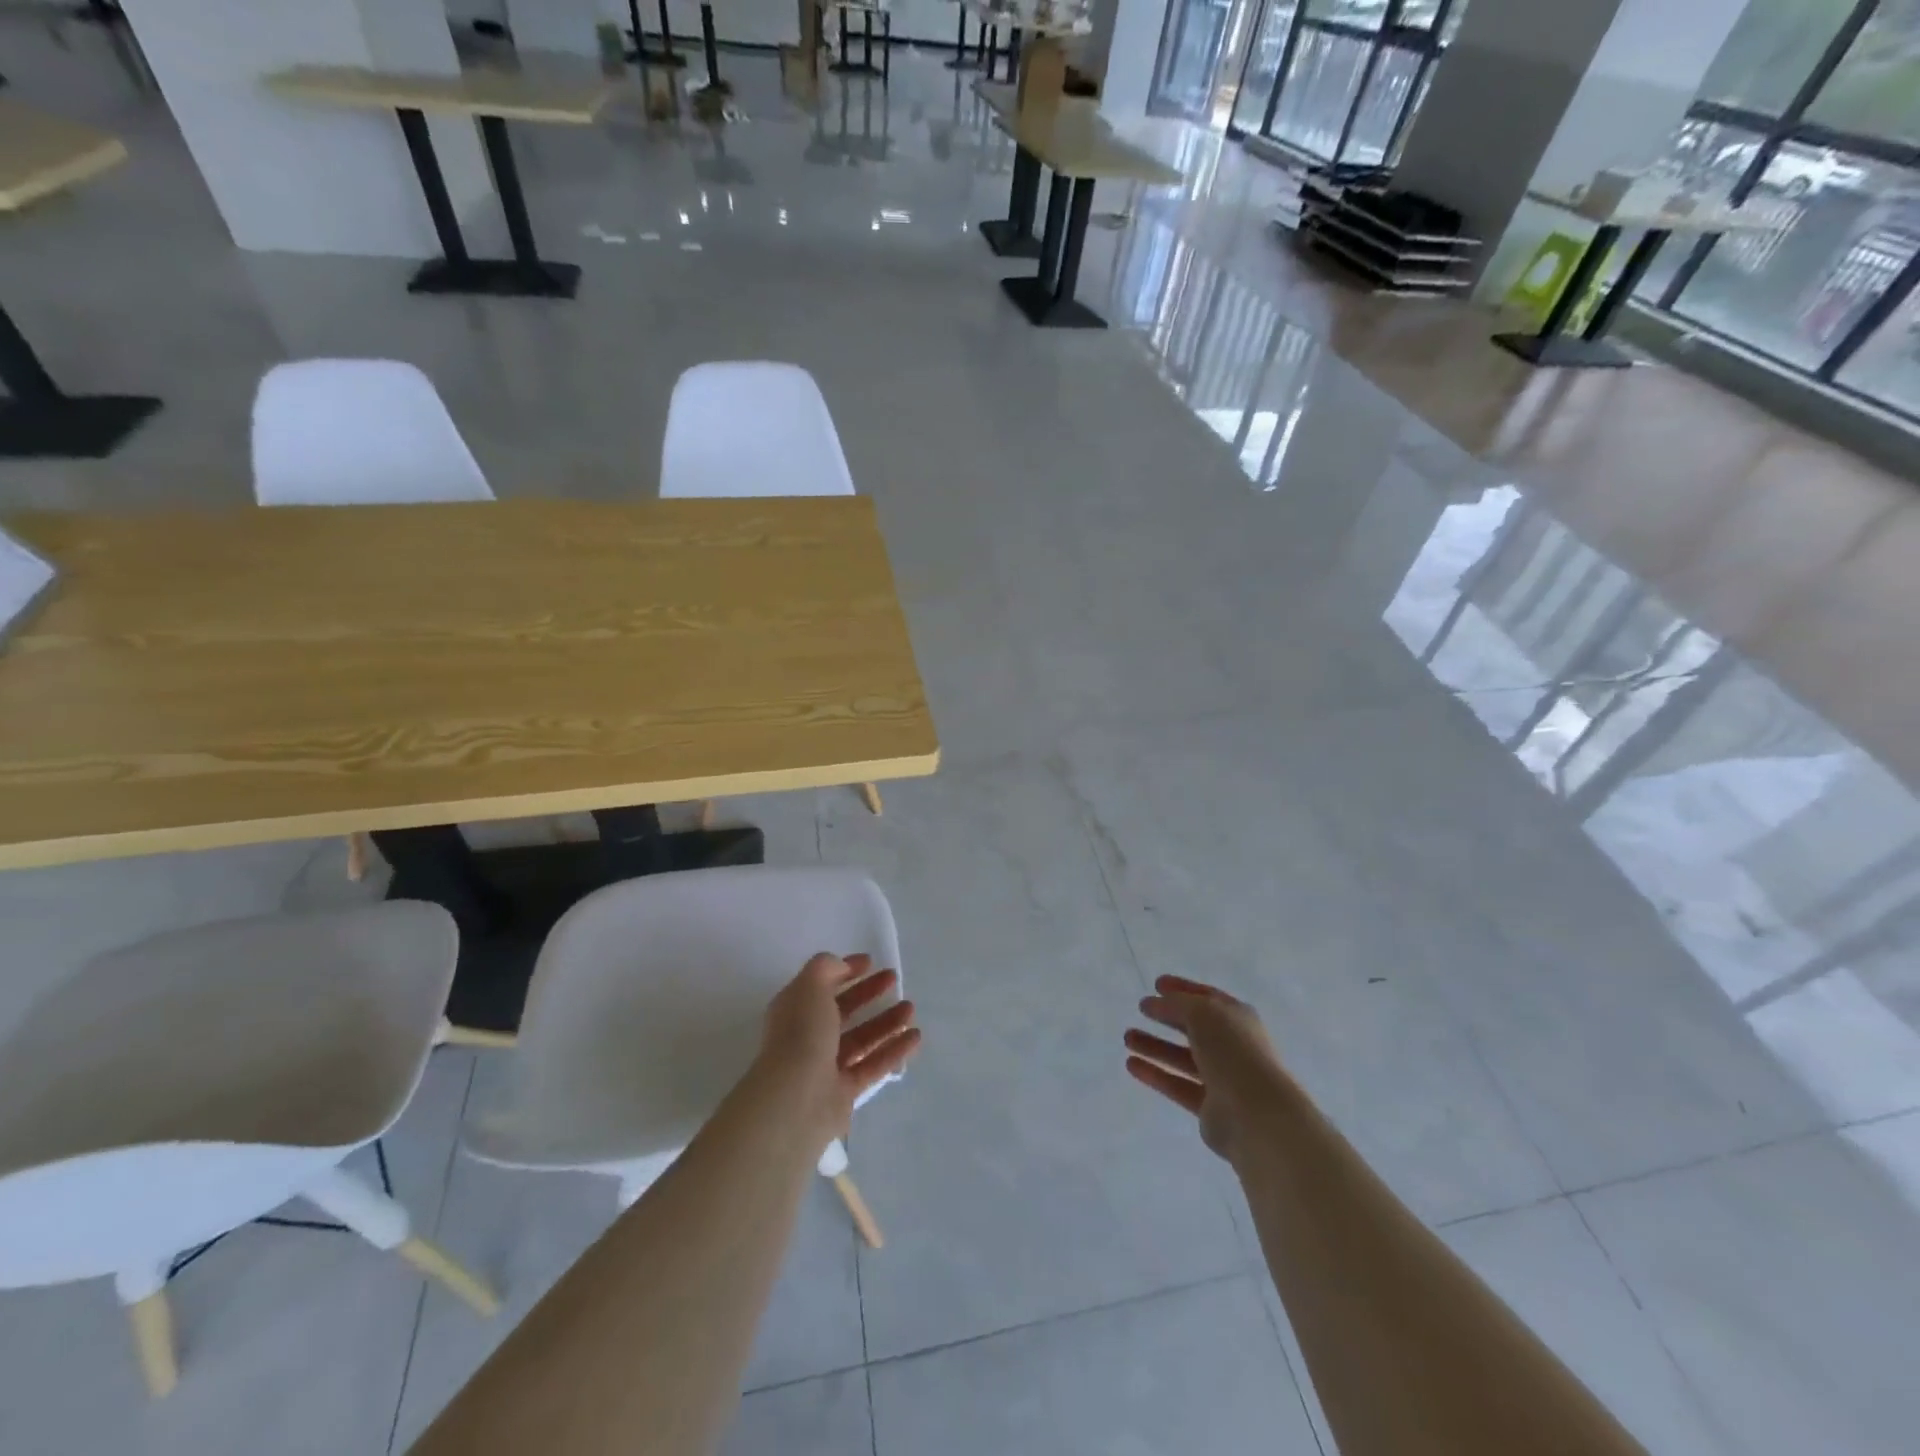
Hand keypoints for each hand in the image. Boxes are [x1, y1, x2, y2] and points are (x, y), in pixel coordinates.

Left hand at [755, 952, 920, 1147]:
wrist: (795, 1101)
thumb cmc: (800, 1035)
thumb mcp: (810, 987)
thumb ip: (826, 968)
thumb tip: (842, 966)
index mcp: (795, 1009)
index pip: (822, 984)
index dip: (845, 970)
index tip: (871, 961)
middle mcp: (808, 1036)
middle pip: (843, 1010)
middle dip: (868, 993)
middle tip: (894, 979)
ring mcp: (826, 1066)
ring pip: (861, 1038)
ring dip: (886, 1022)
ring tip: (911, 1008)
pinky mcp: (845, 1092)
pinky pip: (873, 1065)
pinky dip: (894, 1050)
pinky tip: (915, 1037)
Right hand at [1124, 975, 1288, 1164]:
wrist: (1256, 1114)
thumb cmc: (1232, 1052)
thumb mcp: (1202, 1013)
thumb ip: (1177, 1004)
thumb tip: (1157, 1003)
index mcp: (1237, 1018)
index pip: (1207, 998)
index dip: (1182, 988)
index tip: (1156, 984)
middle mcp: (1231, 1045)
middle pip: (1193, 1028)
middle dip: (1166, 1017)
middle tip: (1140, 1009)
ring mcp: (1222, 1077)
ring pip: (1182, 1057)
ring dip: (1155, 1046)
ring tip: (1127, 1038)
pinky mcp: (1209, 1107)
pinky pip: (1177, 1084)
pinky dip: (1155, 1074)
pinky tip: (1131, 1064)